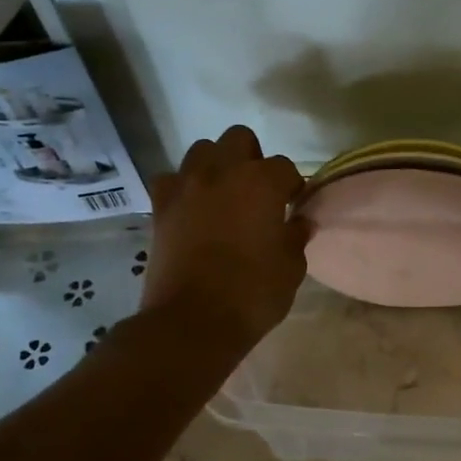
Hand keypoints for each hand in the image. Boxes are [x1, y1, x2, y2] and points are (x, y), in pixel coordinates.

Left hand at [142, 125, 308, 349]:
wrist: (192, 322)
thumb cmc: (252, 294)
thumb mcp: (291, 268)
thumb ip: (296, 237)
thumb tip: (300, 221)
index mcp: (261, 183)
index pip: (285, 167)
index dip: (292, 186)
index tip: (293, 205)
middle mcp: (222, 172)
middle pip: (239, 139)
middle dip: (252, 159)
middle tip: (257, 192)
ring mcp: (186, 186)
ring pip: (202, 151)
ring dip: (216, 165)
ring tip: (223, 195)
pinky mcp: (160, 206)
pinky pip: (171, 180)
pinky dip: (182, 188)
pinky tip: (191, 209)